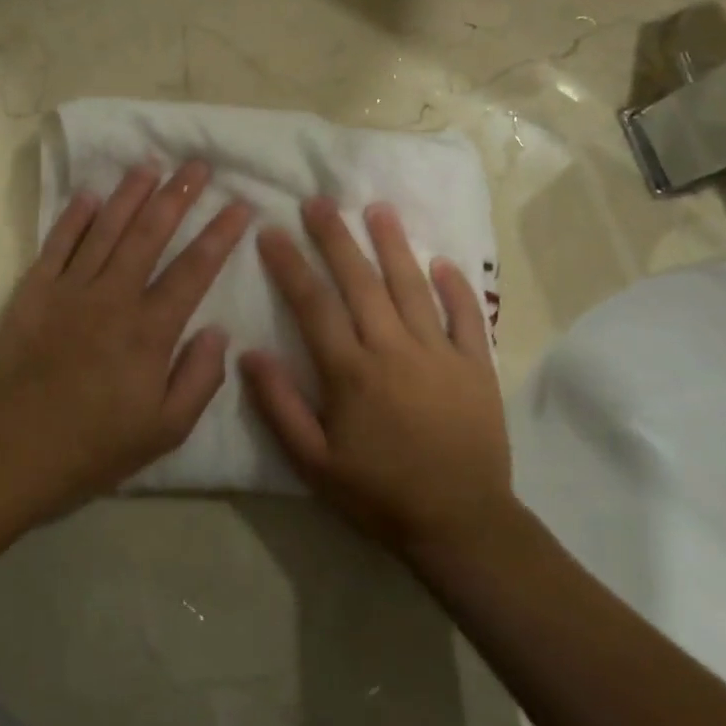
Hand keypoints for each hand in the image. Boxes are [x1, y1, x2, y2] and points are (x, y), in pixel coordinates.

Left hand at [0, 161, 251, 517]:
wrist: (2, 457)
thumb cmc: (89, 451)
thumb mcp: (163, 432)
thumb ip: (199, 379)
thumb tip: (218, 331)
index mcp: (149, 332)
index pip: (194, 269)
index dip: (220, 233)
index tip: (240, 203)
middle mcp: (112, 298)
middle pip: (150, 234)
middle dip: (178, 195)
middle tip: (198, 165)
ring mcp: (67, 291)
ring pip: (105, 229)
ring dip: (130, 194)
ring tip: (151, 164)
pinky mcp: (30, 294)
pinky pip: (56, 245)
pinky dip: (73, 217)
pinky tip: (88, 195)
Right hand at [241, 198, 511, 562]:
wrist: (461, 523)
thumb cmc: (379, 493)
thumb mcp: (314, 463)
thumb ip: (279, 406)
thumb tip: (248, 353)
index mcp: (351, 372)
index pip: (313, 305)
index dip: (290, 265)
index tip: (271, 231)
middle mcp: (393, 349)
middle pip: (360, 282)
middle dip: (336, 238)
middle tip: (318, 201)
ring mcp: (440, 353)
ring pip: (412, 286)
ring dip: (393, 245)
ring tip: (378, 209)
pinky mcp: (476, 365)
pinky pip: (466, 315)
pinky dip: (455, 286)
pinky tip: (442, 262)